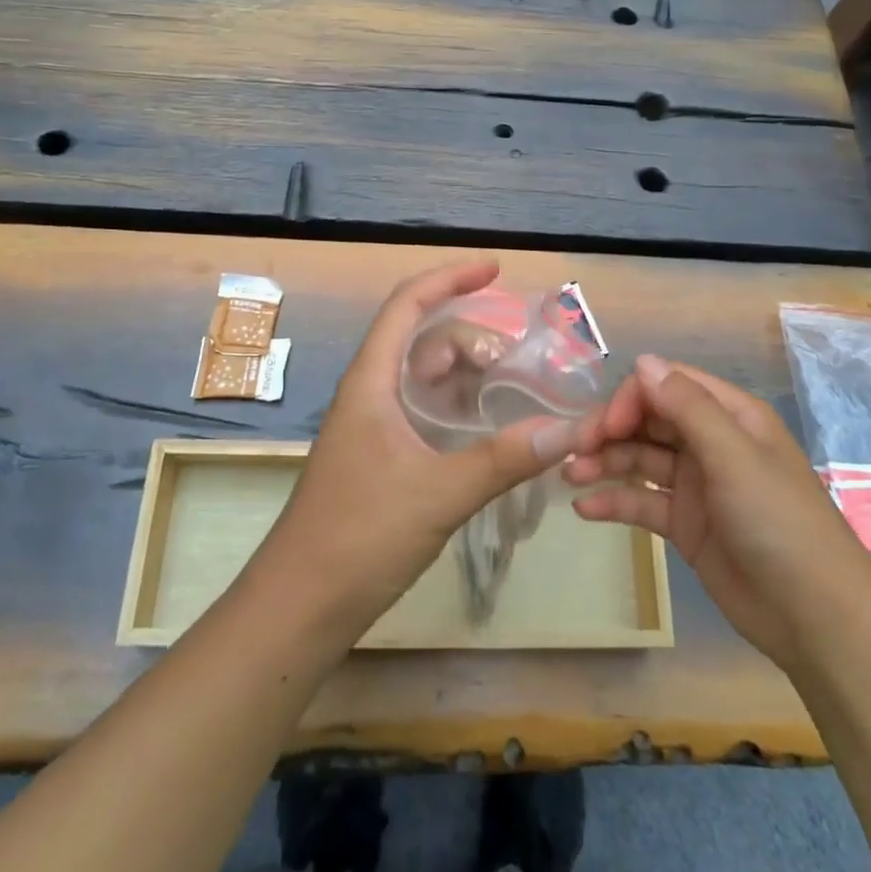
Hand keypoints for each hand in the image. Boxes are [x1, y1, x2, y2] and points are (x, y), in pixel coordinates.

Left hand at [257, 260, 601, 638]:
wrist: (301, 602)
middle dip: (474, 338)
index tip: (495, 269)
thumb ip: (504, 459)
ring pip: (427, 378)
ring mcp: (375, 424)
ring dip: (469, 375)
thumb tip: (569, 429)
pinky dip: (460, 408)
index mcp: (372, 381)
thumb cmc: (360, 535)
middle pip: (425, 340)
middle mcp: (371, 392)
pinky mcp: (381, 455)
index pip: (407, 305)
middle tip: (523, 360)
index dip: (449, 277)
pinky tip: (491, 428)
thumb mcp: (439, 493)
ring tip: (516, 390)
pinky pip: (427, 411)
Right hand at [565, 355, 870, 668]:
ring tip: (570, 477)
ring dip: (604, 463)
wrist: (815, 618)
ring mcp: (696, 484)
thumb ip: (688, 408)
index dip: (631, 399)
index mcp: (730, 416)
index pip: (667, 386)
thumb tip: (642, 361)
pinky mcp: (685, 524)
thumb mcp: (735, 458)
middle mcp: (710, 442)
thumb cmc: (779, 523)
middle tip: (575, 452)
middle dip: (610, 430)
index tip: (605, 427)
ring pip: (639, 460)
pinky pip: (641, 502)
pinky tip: (584, 509)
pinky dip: (613, 502)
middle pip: (648, 421)